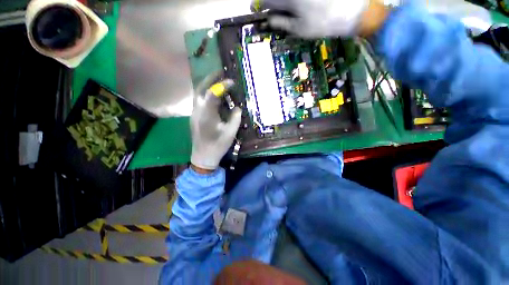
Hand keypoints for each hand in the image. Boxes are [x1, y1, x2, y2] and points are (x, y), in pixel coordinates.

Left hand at [190, 75, 241, 170]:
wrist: (203, 157)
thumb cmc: (218, 146)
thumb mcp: (231, 132)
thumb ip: (235, 118)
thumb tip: (238, 108)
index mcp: (207, 116)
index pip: (213, 94)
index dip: (222, 86)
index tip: (231, 82)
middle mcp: (197, 112)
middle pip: (200, 89)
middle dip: (209, 78)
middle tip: (219, 72)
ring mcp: (194, 114)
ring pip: (198, 95)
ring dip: (207, 86)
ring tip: (217, 81)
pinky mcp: (194, 117)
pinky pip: (199, 101)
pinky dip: (206, 95)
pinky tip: (215, 97)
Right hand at [252, 0, 387, 37]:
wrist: (353, 12)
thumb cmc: (323, 24)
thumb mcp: (299, 29)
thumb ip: (281, 23)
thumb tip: (267, 19)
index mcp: (289, 0)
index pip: (267, 0)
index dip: (259, 5)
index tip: (255, 9)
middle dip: (269, 3)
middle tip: (269, 11)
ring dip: (280, 4)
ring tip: (280, 9)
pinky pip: (295, 1)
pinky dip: (291, 4)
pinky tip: (294, 8)